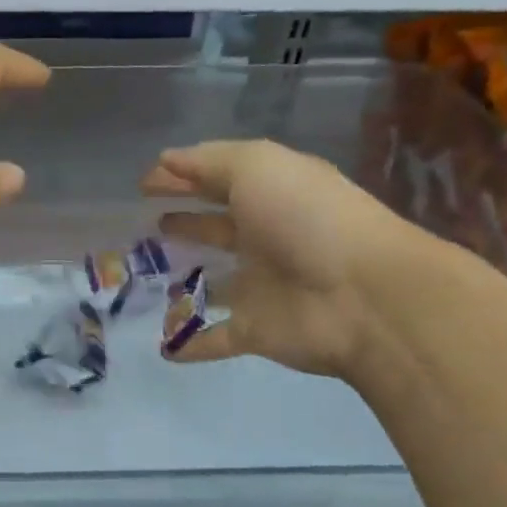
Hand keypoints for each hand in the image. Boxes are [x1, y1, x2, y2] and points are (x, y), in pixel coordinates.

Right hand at [142, 138, 432, 378]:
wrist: (364, 296)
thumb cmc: (306, 219)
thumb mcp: (257, 167)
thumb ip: (209, 162)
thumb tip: (164, 160)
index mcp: (271, 195)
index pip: (218, 180)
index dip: (181, 177)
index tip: (142, 184)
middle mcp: (267, 238)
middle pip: (218, 228)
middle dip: (187, 222)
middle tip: (147, 224)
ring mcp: (262, 287)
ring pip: (217, 284)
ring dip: (189, 282)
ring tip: (147, 278)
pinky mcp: (256, 330)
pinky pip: (216, 337)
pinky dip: (191, 343)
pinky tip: (163, 347)